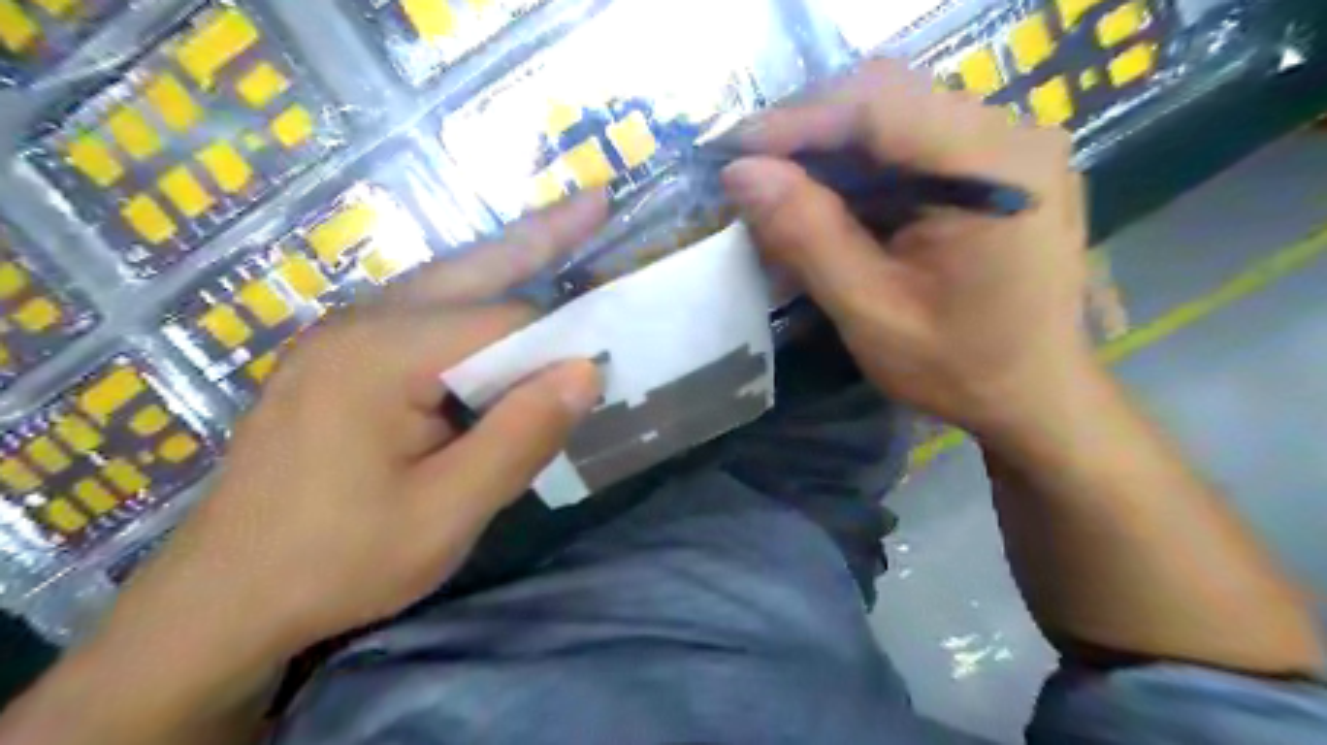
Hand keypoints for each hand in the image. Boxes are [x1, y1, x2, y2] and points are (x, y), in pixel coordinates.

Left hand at [105, 192, 607, 668]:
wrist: (222, 601)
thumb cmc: (338, 561)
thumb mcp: (447, 513)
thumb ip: (521, 438)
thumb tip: (587, 371)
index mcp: (383, 354)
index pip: (503, 322)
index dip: (559, 340)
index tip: (602, 364)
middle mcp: (359, 324)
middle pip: (471, 270)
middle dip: (540, 238)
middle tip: (597, 203)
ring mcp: (339, 336)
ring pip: (444, 286)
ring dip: (505, 264)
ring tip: (560, 236)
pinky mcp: (336, 359)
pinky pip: (419, 314)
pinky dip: (470, 301)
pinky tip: (495, 307)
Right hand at [731, 61, 1092, 438]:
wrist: (1036, 396)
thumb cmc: (959, 368)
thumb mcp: (872, 311)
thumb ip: (808, 237)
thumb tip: (742, 174)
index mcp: (995, 170)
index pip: (880, 107)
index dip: (798, 121)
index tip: (735, 151)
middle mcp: (1013, 136)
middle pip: (889, 100)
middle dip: (812, 134)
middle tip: (756, 175)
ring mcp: (1012, 147)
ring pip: (898, 117)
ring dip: (834, 151)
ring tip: (786, 192)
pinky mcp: (1001, 166)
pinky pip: (917, 143)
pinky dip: (865, 168)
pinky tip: (836, 203)